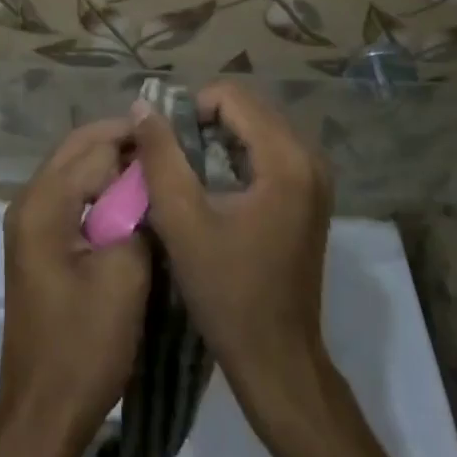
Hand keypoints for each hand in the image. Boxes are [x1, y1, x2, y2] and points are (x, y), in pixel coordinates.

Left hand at [0, 118, 150, 444]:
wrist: (43, 410)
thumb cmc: (85, 344)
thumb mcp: (125, 275)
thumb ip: (137, 214)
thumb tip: (148, 180)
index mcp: (43, 203)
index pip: (95, 147)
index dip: (136, 141)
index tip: (177, 140)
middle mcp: (28, 200)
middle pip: (77, 148)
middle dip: (120, 142)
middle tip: (168, 147)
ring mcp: (29, 221)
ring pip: (73, 168)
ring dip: (110, 162)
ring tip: (156, 169)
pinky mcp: (37, 241)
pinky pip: (70, 194)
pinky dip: (99, 187)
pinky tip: (132, 199)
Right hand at [130, 81, 332, 397]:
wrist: (278, 359)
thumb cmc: (228, 293)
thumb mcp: (182, 221)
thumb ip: (160, 156)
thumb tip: (142, 107)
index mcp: (285, 159)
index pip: (231, 97)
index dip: (190, 110)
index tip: (166, 146)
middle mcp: (309, 156)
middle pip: (247, 107)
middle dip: (204, 122)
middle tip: (173, 157)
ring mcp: (315, 175)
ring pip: (256, 126)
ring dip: (219, 138)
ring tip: (188, 172)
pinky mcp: (310, 192)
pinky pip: (268, 148)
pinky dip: (237, 154)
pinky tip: (214, 187)